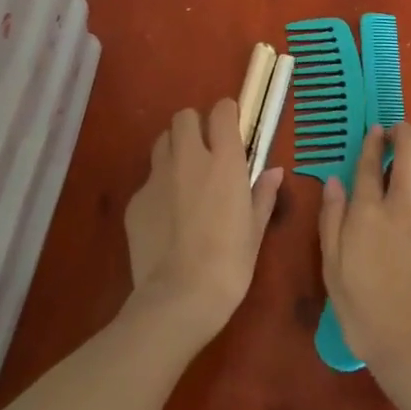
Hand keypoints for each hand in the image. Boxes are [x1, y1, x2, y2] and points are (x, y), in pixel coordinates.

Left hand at [124, 99, 283, 347]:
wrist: (178, 299)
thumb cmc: (229, 264)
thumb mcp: (255, 230)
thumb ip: (263, 194)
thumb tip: (274, 171)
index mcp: (224, 160)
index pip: (221, 110)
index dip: (226, 114)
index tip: (232, 128)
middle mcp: (189, 158)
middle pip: (184, 116)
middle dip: (195, 126)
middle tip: (205, 150)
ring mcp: (157, 177)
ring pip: (162, 142)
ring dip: (174, 150)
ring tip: (184, 177)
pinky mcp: (135, 201)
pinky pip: (148, 181)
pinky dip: (158, 188)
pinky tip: (166, 217)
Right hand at [318, 122, 410, 382]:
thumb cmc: (366, 313)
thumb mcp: (332, 270)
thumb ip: (331, 220)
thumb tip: (333, 181)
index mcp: (369, 211)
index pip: (371, 160)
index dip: (373, 140)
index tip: (375, 132)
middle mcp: (405, 203)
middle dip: (404, 133)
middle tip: (398, 138)